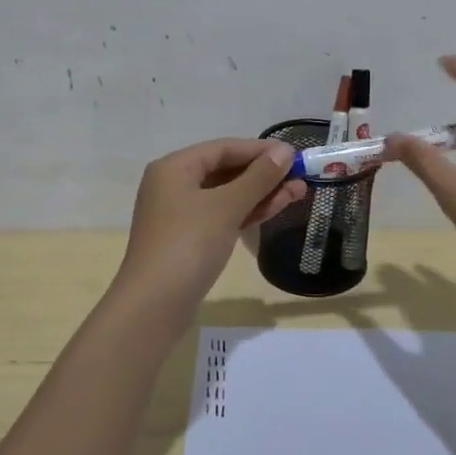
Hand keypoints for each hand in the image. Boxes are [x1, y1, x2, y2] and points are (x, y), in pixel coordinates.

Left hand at [113, 137, 303, 318]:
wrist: (154, 306)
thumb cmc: (188, 245)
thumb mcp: (226, 207)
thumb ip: (258, 178)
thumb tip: (285, 151)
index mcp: (174, 168)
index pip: (223, 148)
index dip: (260, 150)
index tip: (294, 155)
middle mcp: (174, 185)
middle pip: (225, 171)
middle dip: (264, 174)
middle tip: (301, 177)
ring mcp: (180, 214)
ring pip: (227, 195)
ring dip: (261, 194)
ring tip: (299, 192)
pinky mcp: (189, 239)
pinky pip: (222, 216)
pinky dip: (247, 212)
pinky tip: (275, 209)